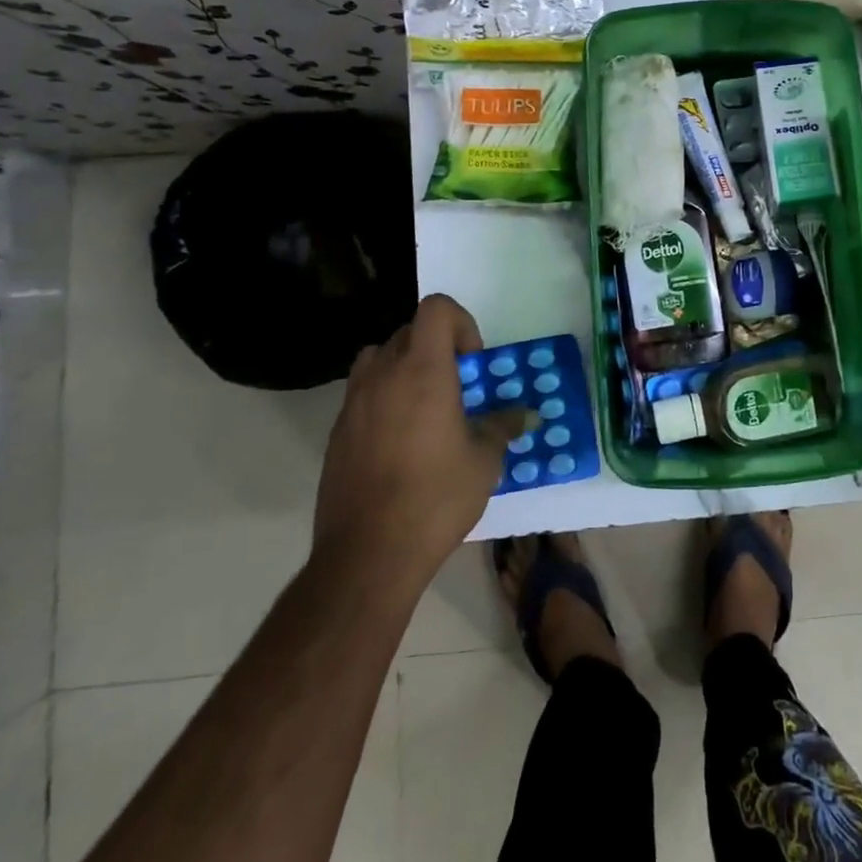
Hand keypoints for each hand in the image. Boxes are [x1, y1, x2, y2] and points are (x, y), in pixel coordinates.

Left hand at [312, 294, 530, 589]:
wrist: (369, 552)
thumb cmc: (437, 498)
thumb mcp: (484, 461)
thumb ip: (502, 427)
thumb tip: (524, 415)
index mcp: (423, 370)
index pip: (436, 308)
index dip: (461, 323)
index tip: (472, 363)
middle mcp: (384, 375)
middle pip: (409, 331)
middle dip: (437, 348)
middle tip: (457, 388)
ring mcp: (353, 402)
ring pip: (379, 358)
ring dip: (405, 367)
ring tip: (425, 407)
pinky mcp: (337, 432)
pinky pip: (363, 393)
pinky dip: (384, 399)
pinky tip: (401, 442)